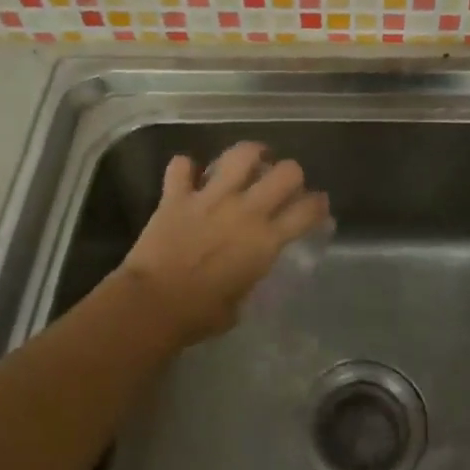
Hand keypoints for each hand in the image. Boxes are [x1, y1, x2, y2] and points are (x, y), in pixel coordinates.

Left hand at [118, 142, 329, 344]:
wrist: (152, 305)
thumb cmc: (199, 315)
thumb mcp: (239, 303)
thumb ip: (250, 277)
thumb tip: (247, 271)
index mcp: (265, 241)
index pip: (307, 211)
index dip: (318, 204)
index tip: (317, 205)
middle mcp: (245, 211)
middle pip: (286, 172)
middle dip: (291, 173)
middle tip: (283, 182)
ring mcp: (210, 198)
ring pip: (241, 155)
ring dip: (250, 154)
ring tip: (250, 160)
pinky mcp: (177, 196)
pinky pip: (181, 166)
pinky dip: (185, 168)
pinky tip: (188, 175)